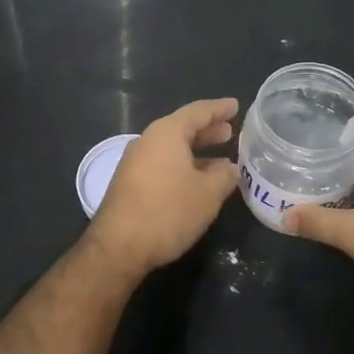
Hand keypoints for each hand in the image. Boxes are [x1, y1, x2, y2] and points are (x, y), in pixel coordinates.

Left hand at [84, 98, 240, 279]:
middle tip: (229, 132)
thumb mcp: (208, 194)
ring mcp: (134, 162)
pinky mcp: (129, 183)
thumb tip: (230, 167)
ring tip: (220, 159)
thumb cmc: (168, 212)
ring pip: (172, 148)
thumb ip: (224, 176)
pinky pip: (162, 164)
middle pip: (182, 128)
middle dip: (207, 130)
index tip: (235, 106)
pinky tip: (197, 181)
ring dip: (196, 151)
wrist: (118, 247)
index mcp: (166, 133)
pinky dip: (183, 165)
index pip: (198, 112)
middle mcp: (147, 141)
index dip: (219, 109)